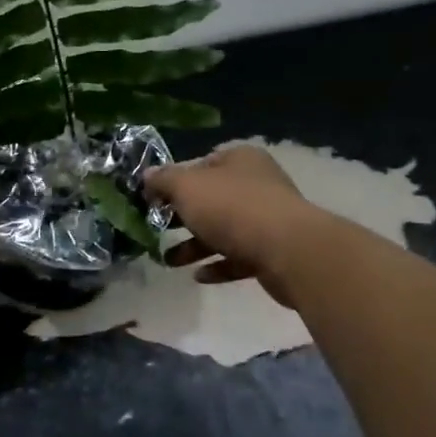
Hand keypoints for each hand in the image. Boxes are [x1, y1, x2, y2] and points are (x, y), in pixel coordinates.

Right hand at [145, 145, 321, 307]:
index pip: (201, 164)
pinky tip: (198, 276)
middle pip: (212, 198)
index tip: (153, 199)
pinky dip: (218, 265)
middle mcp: (257, 184)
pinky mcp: (274, 252)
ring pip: (223, 230)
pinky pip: (239, 257)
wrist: (288, 251)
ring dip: (195, 245)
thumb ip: (164, 180)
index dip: (175, 180)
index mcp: (239, 160)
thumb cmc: (232, 208)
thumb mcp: (187, 187)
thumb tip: (147, 176)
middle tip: (157, 229)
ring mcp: (268, 219)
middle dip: (182, 216)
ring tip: (169, 261)